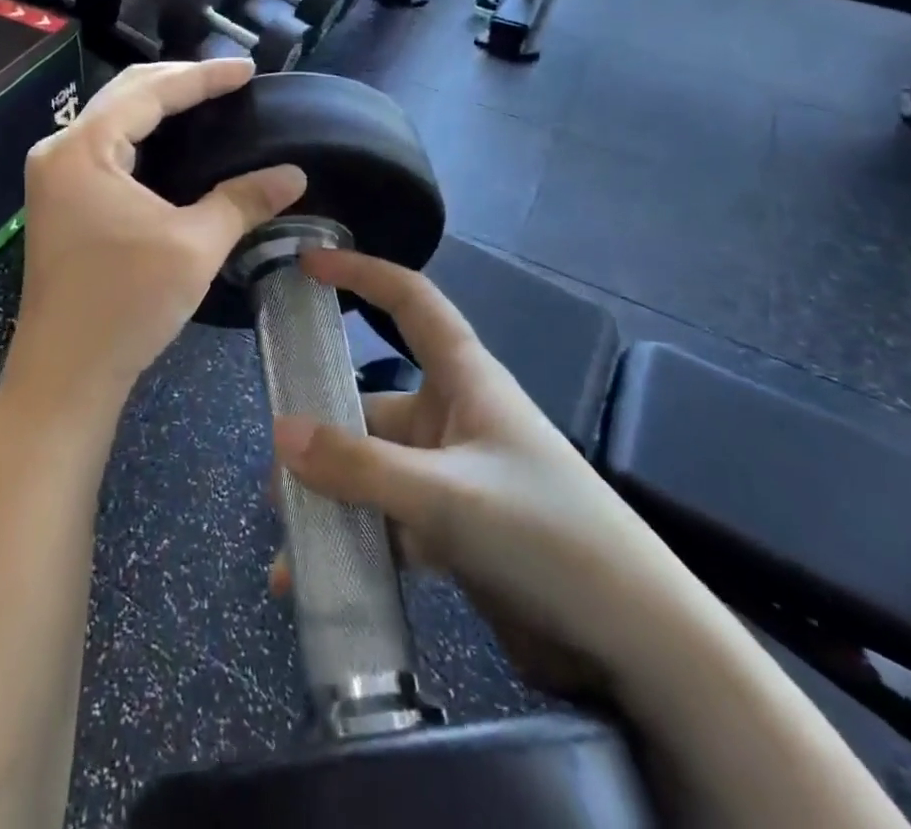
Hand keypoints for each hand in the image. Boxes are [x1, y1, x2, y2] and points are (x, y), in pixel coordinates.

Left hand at [7, 58, 305, 403]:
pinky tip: (173, 143)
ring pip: (112, 119)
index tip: (248, 70)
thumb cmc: (126, 305)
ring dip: (158, 105)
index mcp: (83, 149)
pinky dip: (142, 135)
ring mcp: (54, 177)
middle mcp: (60, 151)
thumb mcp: (194, 246)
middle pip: (125, 95)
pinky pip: (105, 147)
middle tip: (230, 80)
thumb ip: (243, 201)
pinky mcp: (60, 201)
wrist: (65, 375)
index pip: (150, 92)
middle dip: (179, 81)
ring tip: (207, 101)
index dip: (203, 77)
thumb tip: (293, 175)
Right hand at [269, 248, 697, 701]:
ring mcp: (452, 476)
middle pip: (371, 407)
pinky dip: (356, 545)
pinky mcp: (454, 530)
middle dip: (321, 437)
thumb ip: (360, 467)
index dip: (361, 274)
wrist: (637, 644)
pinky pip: (389, 523)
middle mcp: (453, 418)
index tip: (308, 265)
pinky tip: (317, 581)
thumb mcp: (447, 497)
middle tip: (273, 478)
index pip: (409, 301)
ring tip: (288, 548)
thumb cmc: (548, 534)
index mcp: (464, 379)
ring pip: (374, 472)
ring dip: (332, 503)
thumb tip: (279, 433)